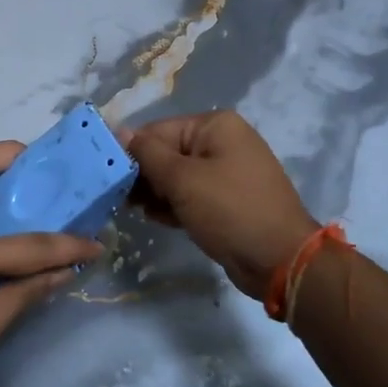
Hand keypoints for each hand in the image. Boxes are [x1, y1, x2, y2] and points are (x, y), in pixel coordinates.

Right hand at [122, 111, 317, 299]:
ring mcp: (228, 172)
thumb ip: (147, 154)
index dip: (131, 151)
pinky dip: (174, 205)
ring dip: (156, 192)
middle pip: (168, 151)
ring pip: (178, 176)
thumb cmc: (229, 210)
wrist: (281, 261)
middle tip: (119, 198)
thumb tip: (119, 131)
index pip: (158, 130)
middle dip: (143, 174)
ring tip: (134, 210)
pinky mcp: (228, 201)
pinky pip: (192, 195)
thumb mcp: (182, 180)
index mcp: (215, 126)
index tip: (106, 176)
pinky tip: (157, 220)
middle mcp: (223, 142)